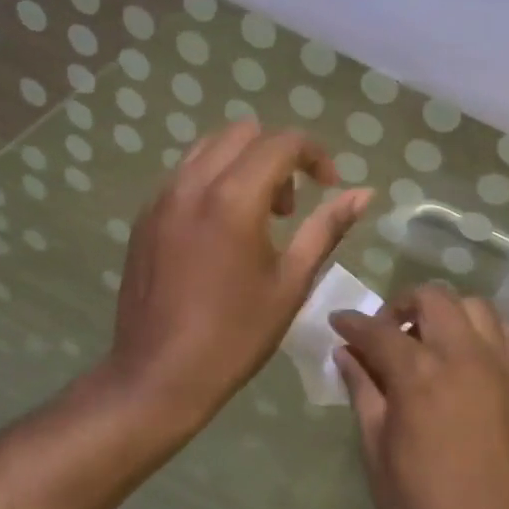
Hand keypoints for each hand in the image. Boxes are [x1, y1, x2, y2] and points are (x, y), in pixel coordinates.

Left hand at [103, 120, 371, 429]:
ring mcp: (161, 198)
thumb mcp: (291, 282)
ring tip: (258, 216)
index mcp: (233, 199)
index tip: (330, 187)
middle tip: (291, 207)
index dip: (315, 155)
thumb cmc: (235, 335)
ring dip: (243, 164)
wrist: (158, 376)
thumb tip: (363, 193)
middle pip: (243, 133)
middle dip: (278, 155)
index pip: (282, 142)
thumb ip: (327, 228)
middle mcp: (192, 184)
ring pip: (209, 148)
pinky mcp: (144, 217)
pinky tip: (222, 231)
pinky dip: (213, 181)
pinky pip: (185, 174)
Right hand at [331, 287, 508, 508]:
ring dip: (448, 313)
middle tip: (386, 333)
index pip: (378, 330)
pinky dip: (496, 333)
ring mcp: (502, 368)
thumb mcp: (378, 454)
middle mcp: (463, 356)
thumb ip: (364, 394)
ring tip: (432, 340)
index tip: (338, 325)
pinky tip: (479, 355)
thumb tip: (346, 355)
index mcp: (418, 375)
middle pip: (433, 298)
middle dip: (403, 305)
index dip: (352, 323)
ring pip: (477, 307)